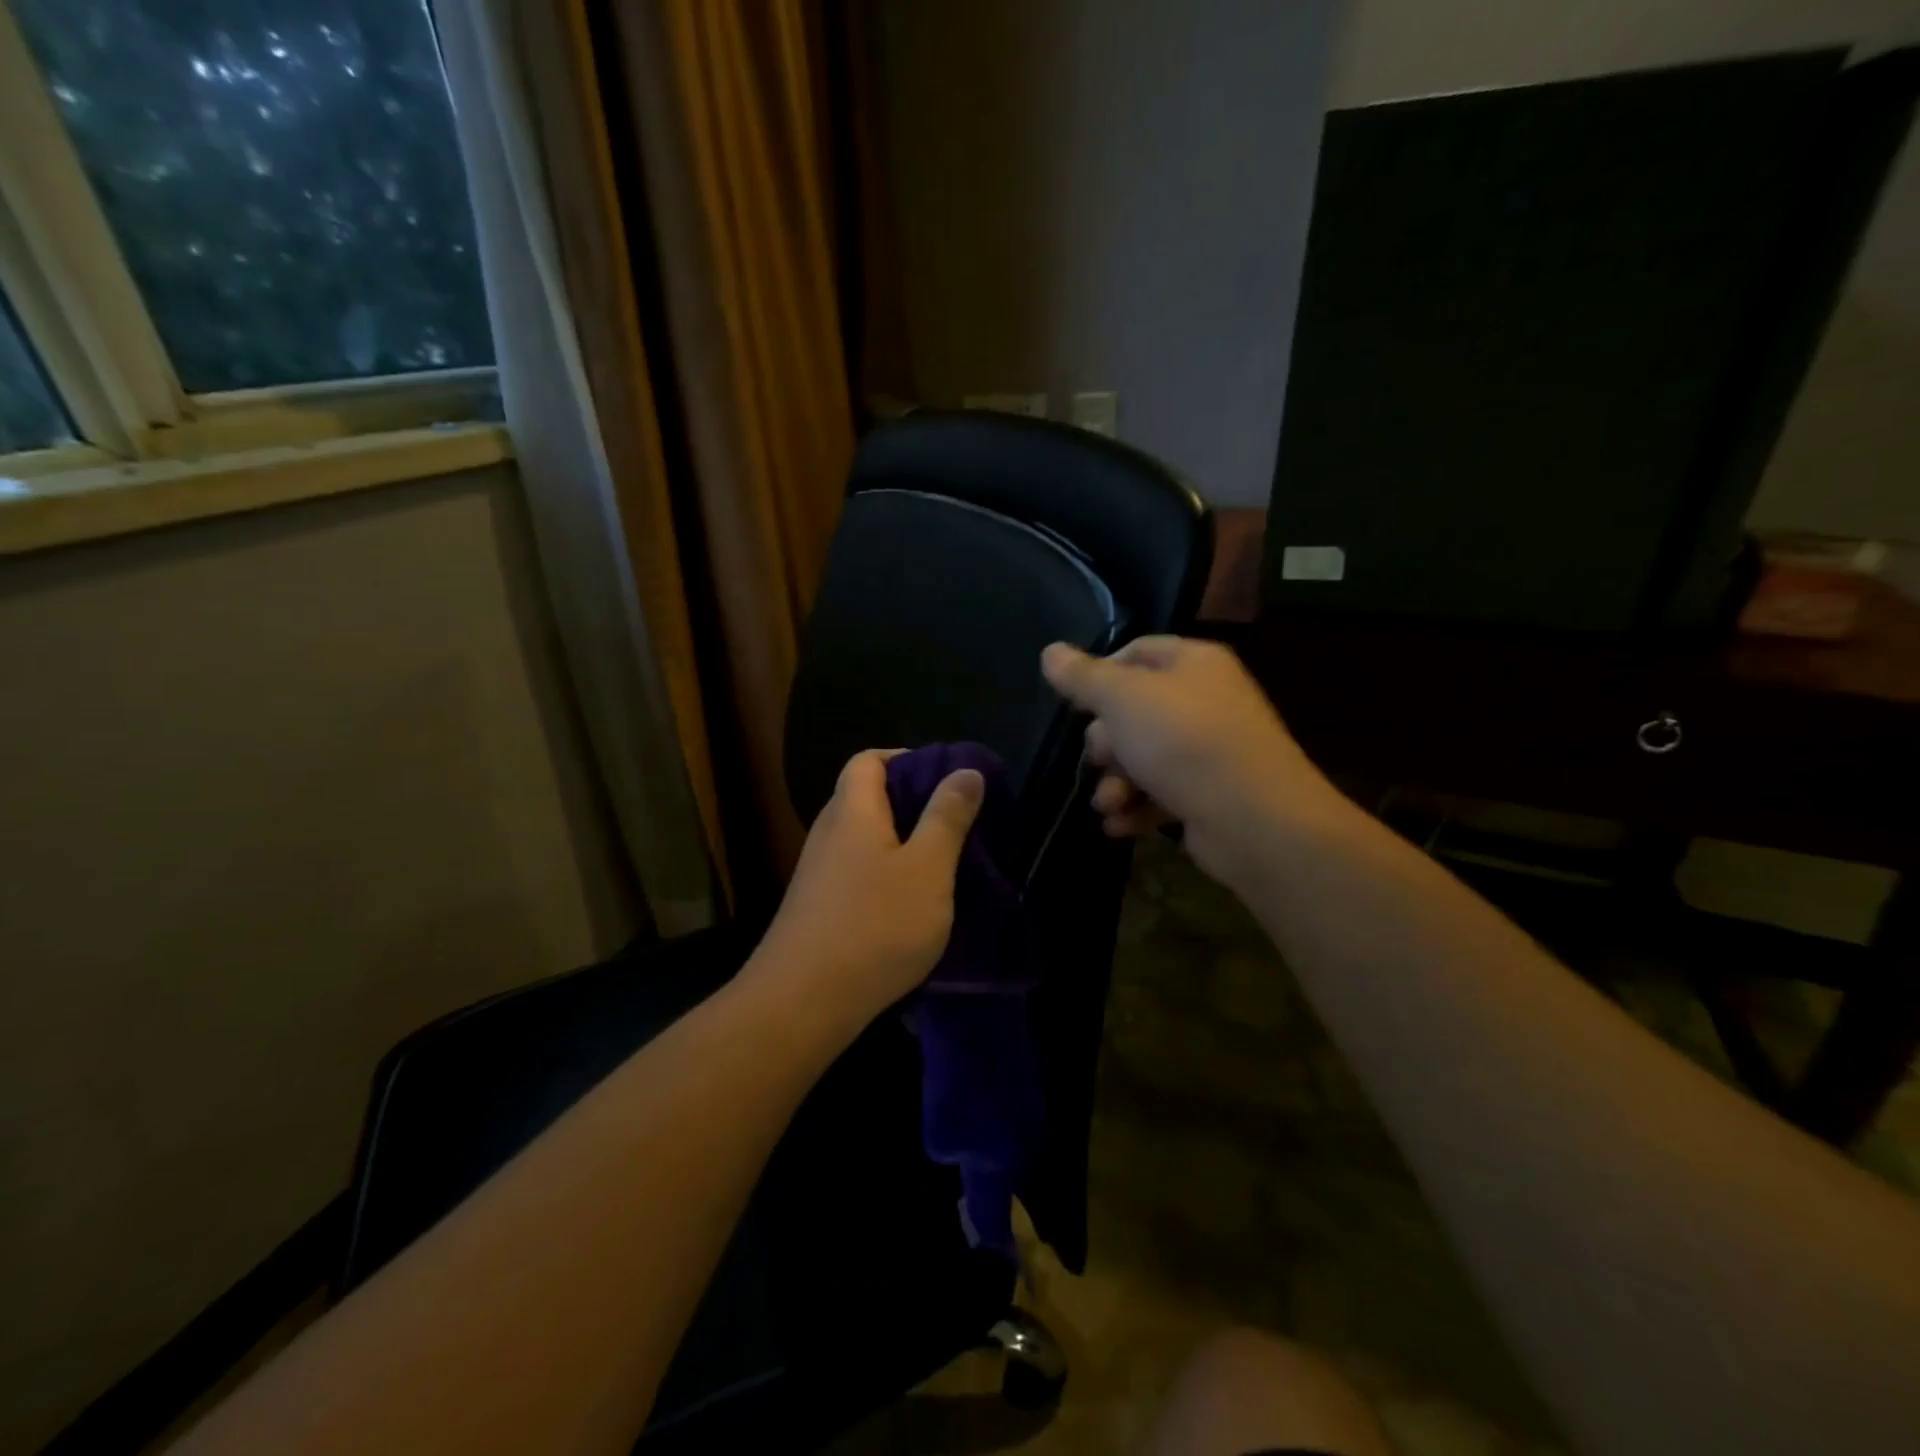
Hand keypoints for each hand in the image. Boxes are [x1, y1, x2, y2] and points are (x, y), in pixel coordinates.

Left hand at [747, 749, 984, 1040]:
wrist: (803, 1003)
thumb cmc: (875, 925)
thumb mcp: (928, 869)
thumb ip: (948, 817)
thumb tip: (965, 770)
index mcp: (853, 811)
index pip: (868, 760)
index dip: (905, 758)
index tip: (945, 778)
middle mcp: (829, 833)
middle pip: (866, 797)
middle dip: (912, 803)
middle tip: (955, 823)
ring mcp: (818, 873)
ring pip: (865, 840)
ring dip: (902, 844)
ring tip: (943, 865)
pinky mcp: (818, 908)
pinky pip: (857, 873)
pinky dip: (886, 876)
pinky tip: (911, 907)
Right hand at [1041, 636, 1347, 891]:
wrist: (1256, 821)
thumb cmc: (1185, 743)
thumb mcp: (1123, 700)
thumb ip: (1083, 677)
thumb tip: (1050, 652)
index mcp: (1193, 663)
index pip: (1136, 652)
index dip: (1099, 674)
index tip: (1075, 705)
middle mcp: (1205, 700)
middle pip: (1134, 710)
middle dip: (1106, 742)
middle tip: (1098, 760)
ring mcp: (1210, 750)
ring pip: (1144, 757)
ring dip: (1117, 782)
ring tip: (1109, 804)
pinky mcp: (1209, 794)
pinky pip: (1162, 792)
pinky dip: (1138, 807)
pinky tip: (1120, 825)